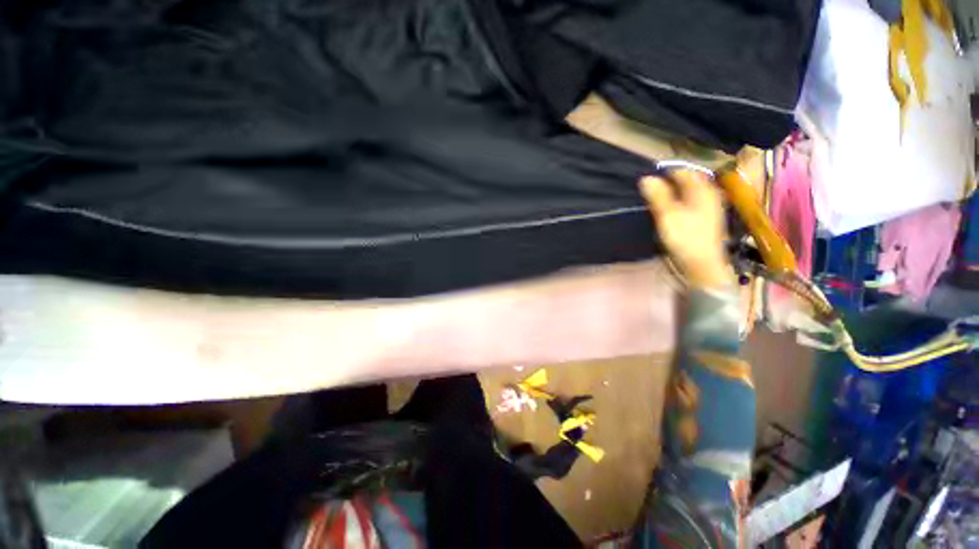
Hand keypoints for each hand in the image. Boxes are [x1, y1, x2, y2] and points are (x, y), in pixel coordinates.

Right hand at [640, 170, 733, 288]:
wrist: (699, 266)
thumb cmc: (685, 239)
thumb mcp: (668, 215)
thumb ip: (658, 195)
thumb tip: (646, 178)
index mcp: (702, 190)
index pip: (682, 171)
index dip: (664, 172)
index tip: (646, 179)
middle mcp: (707, 195)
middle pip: (685, 182)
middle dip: (666, 183)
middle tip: (647, 189)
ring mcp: (706, 208)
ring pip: (685, 193)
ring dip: (669, 194)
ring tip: (652, 199)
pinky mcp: (701, 220)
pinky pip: (686, 204)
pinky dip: (674, 203)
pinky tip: (664, 210)